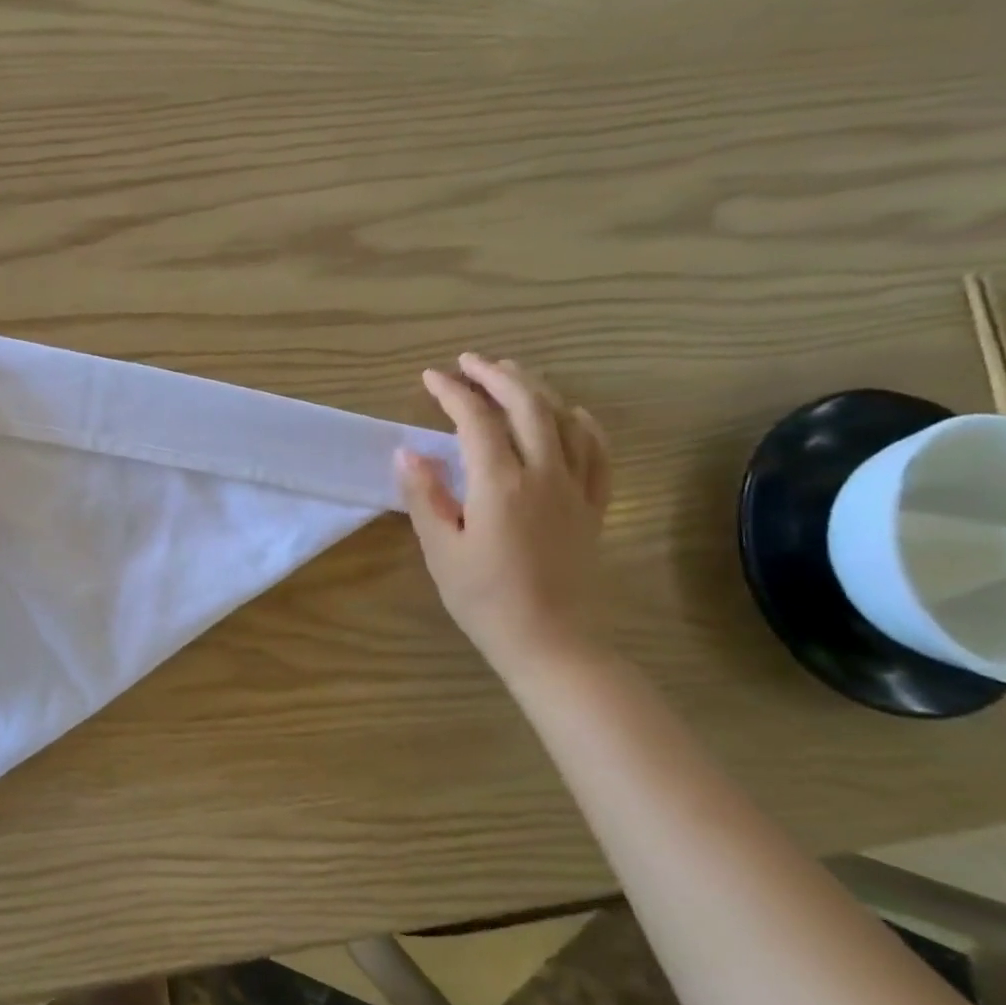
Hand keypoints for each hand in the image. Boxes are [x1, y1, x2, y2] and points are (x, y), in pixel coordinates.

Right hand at [395, 354, 611, 678]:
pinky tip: (570, 412)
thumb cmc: (485, 599)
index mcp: (500, 484)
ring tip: (511, 373)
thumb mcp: (441, 549)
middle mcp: (544, 474)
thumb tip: (407, 451)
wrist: (551, 642)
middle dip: (496, 375)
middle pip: (526, 405)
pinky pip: (598, 451)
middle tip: (468, 362)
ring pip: (564, 419)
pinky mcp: (594, 505)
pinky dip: (583, 423)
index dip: (452, 392)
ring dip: (536, 389)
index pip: (476, 420)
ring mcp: (576, 487)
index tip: (430, 377)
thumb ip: (425, 495)